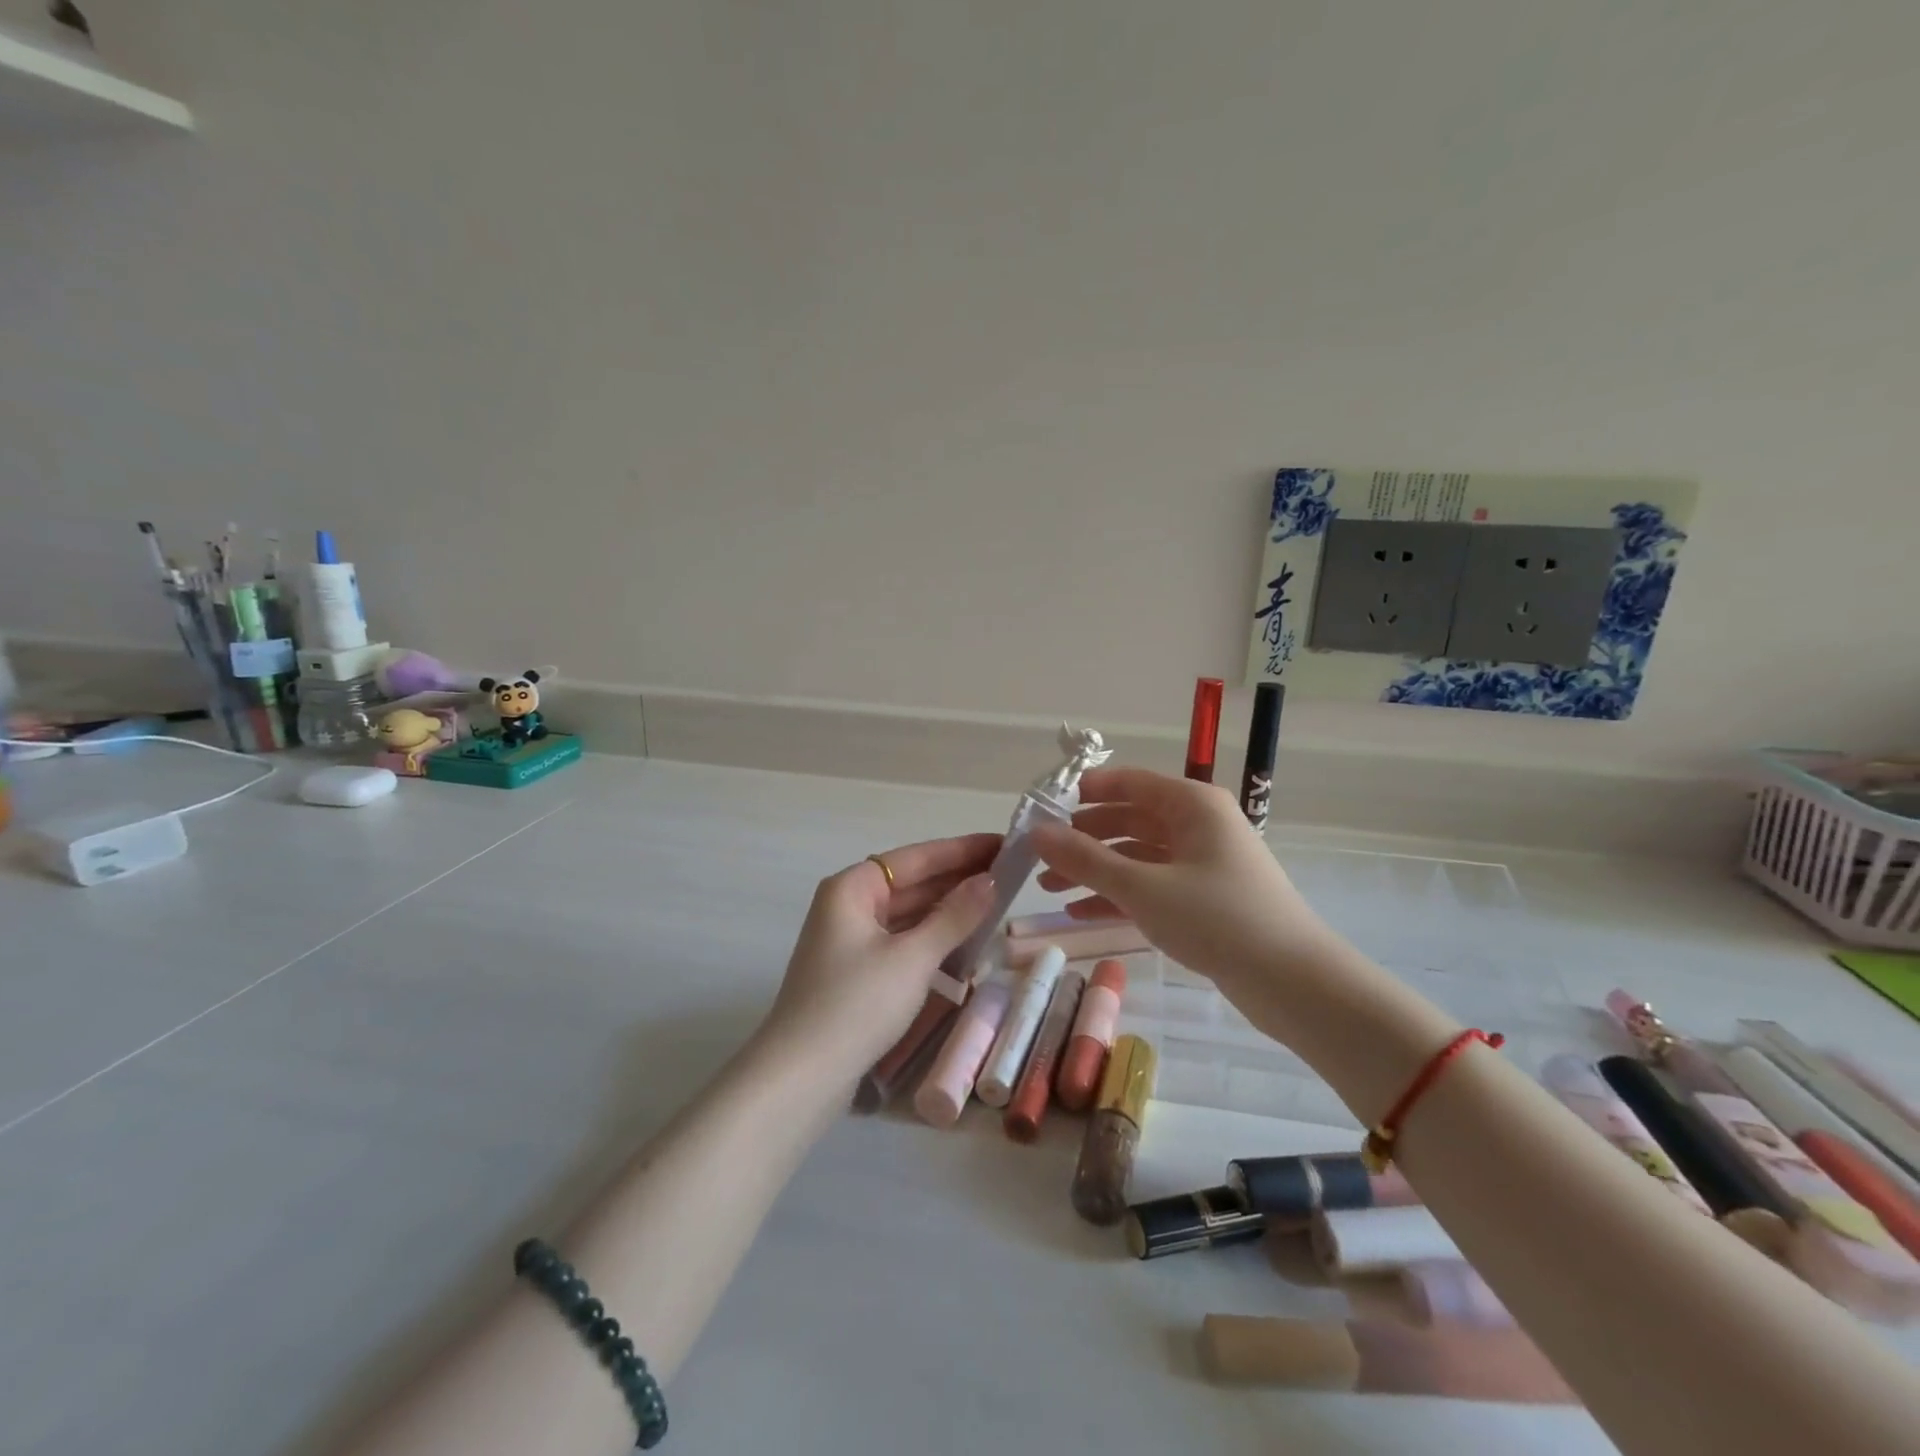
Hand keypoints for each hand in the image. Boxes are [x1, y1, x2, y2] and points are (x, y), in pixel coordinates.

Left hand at [764, 832, 1000, 1073]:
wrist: (802, 1076)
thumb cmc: (857, 1004)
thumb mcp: (912, 958)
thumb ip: (954, 917)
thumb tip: (989, 880)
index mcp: (852, 888)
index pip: (916, 857)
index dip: (962, 850)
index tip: (1003, 842)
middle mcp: (849, 905)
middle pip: (911, 883)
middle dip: (958, 879)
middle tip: (1009, 873)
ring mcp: (851, 939)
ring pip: (908, 913)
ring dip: (947, 910)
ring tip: (996, 902)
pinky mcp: (857, 971)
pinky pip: (902, 940)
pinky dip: (932, 938)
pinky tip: (965, 941)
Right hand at [1032, 767, 1334, 997]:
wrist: (1292, 981)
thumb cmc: (1216, 917)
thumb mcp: (1141, 887)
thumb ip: (1085, 859)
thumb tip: (1037, 832)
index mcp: (1191, 804)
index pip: (1129, 782)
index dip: (1086, 792)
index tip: (1045, 808)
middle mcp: (1198, 824)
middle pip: (1129, 819)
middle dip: (1084, 839)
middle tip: (1041, 857)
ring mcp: (1203, 862)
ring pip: (1138, 855)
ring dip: (1096, 870)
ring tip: (1051, 889)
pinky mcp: (1205, 898)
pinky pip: (1152, 885)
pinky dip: (1119, 895)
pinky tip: (1082, 913)